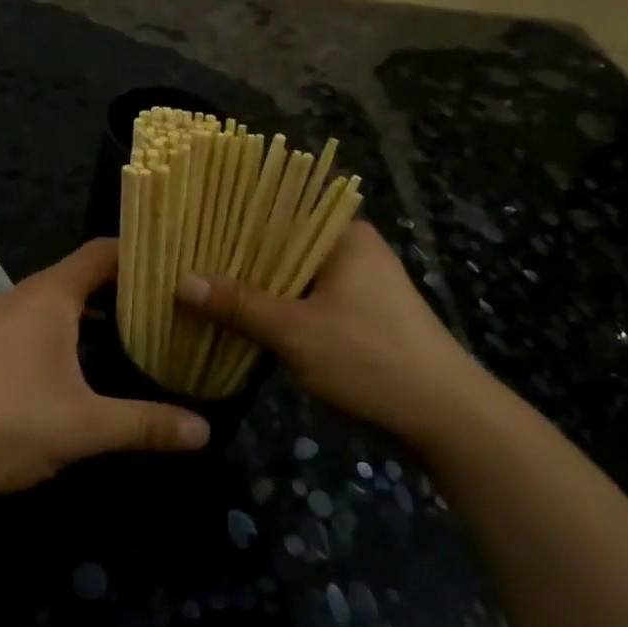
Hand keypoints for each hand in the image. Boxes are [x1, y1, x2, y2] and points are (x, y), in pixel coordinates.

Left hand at [0, 239, 209, 499]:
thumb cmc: (3, 420)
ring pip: (59, 304)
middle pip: (83, 276)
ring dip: (95, 315)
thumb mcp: (82, 425)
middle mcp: (24, 297)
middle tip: (171, 307)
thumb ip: (144, 425)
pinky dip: (68, 334)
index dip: (142, 253)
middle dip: (126, 289)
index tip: (178, 265)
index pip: (104, 252)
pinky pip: (38, 325)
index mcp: (51, 295)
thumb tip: (206, 430)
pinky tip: (84, 368)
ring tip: (139, 335)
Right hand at [177, 221, 480, 440]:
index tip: (192, 221)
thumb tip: (182, 281)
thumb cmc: (371, 359)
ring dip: (254, 286)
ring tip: (200, 285)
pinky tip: (237, 318)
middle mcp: (350, 250)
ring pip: (291, 276)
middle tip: (185, 257)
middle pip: (282, 243)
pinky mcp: (357, 316)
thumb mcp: (296, 331)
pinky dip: (275, 308)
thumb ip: (239, 305)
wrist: (445, 419)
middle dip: (238, 256)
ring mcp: (356, 285)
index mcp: (343, 235)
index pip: (280, 206)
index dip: (235, 214)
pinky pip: (304, 301)